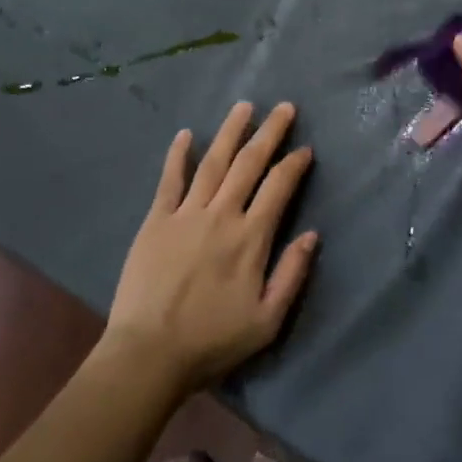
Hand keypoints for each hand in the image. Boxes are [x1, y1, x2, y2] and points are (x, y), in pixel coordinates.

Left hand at [102, 101, 318, 395]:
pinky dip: (179, 155)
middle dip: (269, 133)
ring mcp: (186, 214)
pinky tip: (186, 134)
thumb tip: (313, 235)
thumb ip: (292, 274)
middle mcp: (221, 215)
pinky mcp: (156, 221)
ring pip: (213, 163)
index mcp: (251, 238)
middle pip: (249, 164)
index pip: (278, 188)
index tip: (305, 149)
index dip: (294, 165)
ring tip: (243, 107)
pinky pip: (170, 181)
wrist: (149, 354)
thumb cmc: (212, 341)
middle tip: (284, 107)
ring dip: (230, 132)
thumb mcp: (267, 321)